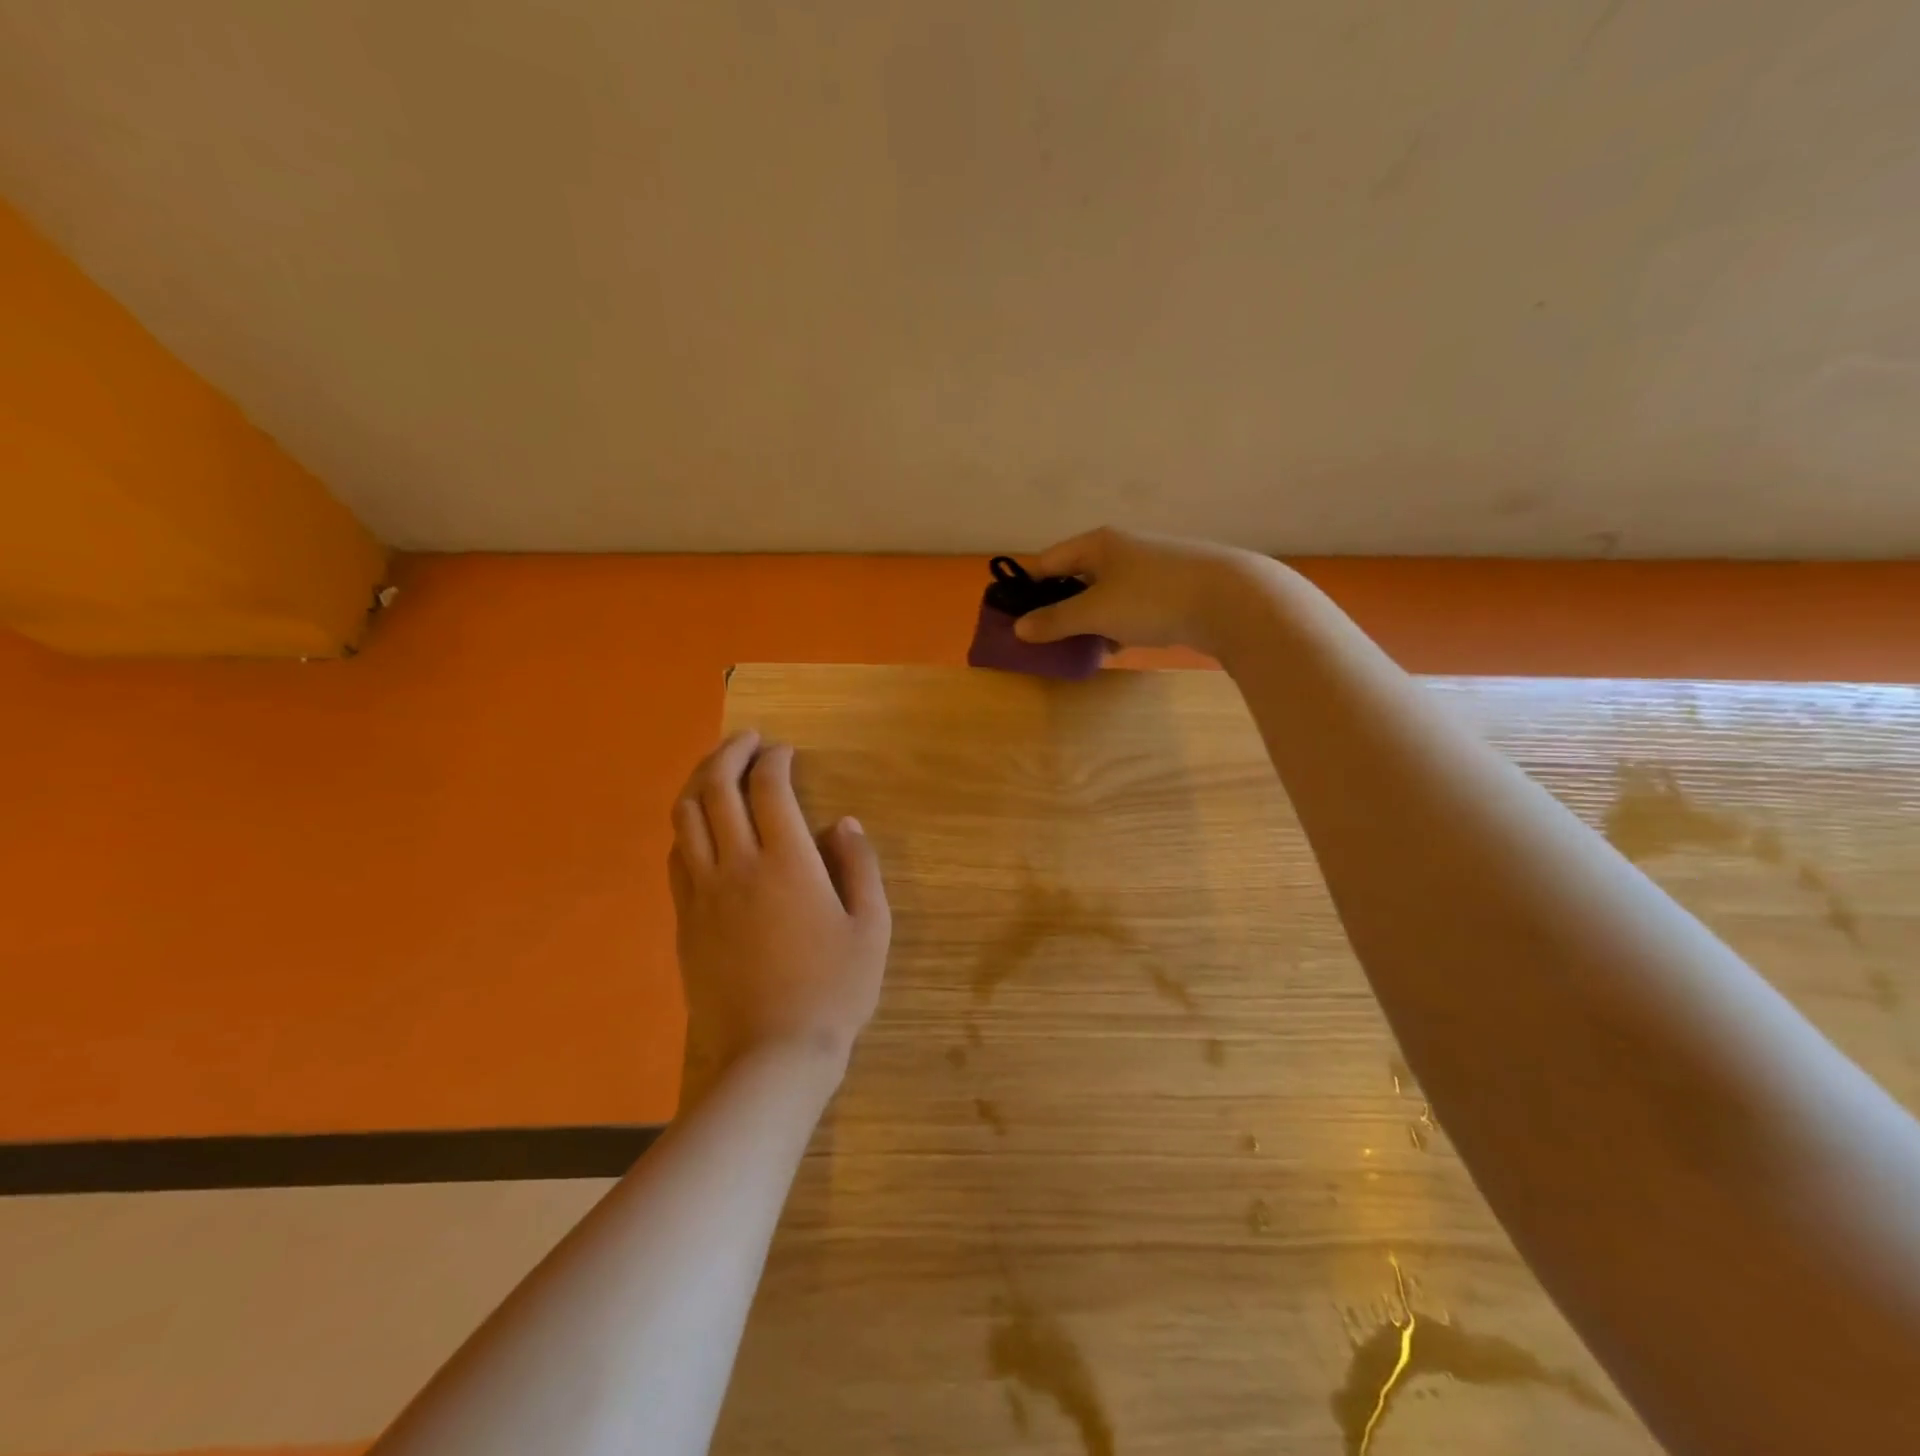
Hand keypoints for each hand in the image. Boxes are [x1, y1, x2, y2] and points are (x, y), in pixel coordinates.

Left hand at [669, 731, 890, 1072]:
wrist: (772, 1056)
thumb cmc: (833, 990)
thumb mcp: (871, 927)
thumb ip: (860, 866)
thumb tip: (842, 823)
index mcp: (787, 862)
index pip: (768, 787)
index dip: (775, 759)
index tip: (785, 751)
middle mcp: (737, 865)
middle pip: (717, 788)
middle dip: (731, 753)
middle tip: (748, 740)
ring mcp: (703, 892)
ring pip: (687, 816)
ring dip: (701, 781)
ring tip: (718, 769)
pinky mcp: (684, 919)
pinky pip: (676, 856)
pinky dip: (688, 826)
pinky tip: (702, 825)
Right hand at [1012, 526, 1267, 656]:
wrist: (1232, 600)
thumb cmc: (1152, 599)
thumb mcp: (1095, 612)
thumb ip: (1055, 620)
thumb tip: (1019, 628)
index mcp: (1097, 543)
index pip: (1047, 562)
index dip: (1026, 588)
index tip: (1012, 617)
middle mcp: (1121, 548)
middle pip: (1075, 577)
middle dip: (1058, 607)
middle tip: (1044, 637)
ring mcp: (1149, 567)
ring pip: (1104, 593)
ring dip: (1089, 619)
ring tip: (1079, 646)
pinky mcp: (1171, 588)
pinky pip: (1130, 605)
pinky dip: (1117, 623)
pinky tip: (1118, 646)